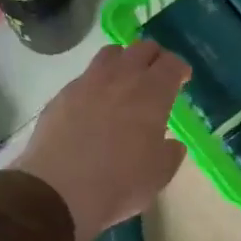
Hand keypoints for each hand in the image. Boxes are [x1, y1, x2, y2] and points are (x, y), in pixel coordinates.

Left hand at [16, 42, 188, 240]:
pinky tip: (94, 103)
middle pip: (142, 49)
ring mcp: (87, 83)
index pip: (172, 64)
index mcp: (151, 93)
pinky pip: (85, 76)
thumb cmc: (119, 184)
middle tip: (157, 75)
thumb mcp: (158, 175)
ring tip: (125, 80)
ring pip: (110, 54)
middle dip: (154, 57)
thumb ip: (170, 154)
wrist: (57, 192)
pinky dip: (96, 82)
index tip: (183, 78)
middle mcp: (120, 78)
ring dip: (124, 61)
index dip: (180, 68)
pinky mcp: (61, 95)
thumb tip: (171, 144)